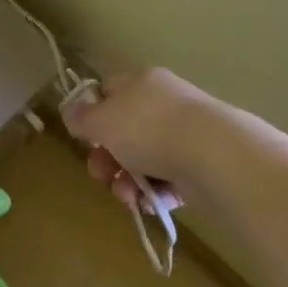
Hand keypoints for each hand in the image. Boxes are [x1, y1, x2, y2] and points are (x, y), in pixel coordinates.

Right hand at [62, 68, 217, 209]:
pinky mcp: (203, 165)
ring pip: (145, 159)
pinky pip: (169, 179)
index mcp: (141, 82)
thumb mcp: (101, 121)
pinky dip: (156, 193)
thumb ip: (81, 117)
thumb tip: (72, 112)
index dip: (91, 114)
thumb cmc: (148, 129)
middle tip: (101, 175)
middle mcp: (164, 102)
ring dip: (128, 180)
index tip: (84, 139)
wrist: (216, 157)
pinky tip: (149, 204)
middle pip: (124, 130)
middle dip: (107, 158)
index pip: (108, 91)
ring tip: (128, 197)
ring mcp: (186, 134)